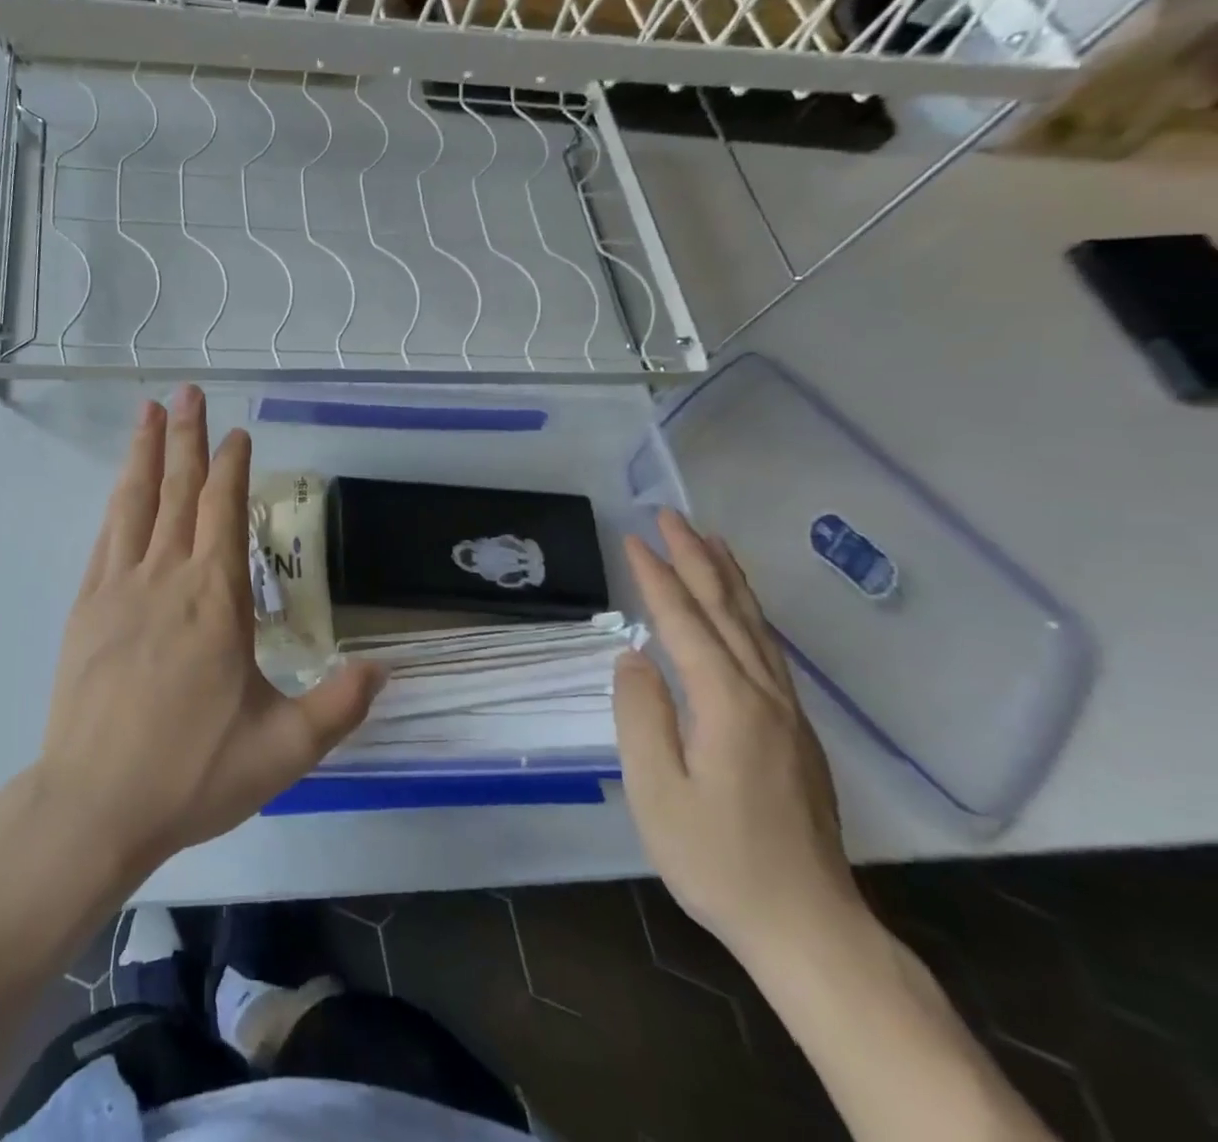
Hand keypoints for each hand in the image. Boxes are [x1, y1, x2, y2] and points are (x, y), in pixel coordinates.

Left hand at [35, 386, 382, 871]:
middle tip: (188, 392)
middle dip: (186, 438)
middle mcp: (167, 579)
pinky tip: (121, 487)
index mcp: (216, 601)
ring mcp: (119, 589)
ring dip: (145, 454)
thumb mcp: (284, 750)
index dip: (230, 467)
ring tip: (148, 412)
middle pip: (179, 492)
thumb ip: (339, 706)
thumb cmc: (192, 774)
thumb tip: (385, 668)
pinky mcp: (86, 608)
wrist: (95, 805)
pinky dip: (117, 503)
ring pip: (136, 504)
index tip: (236, 434)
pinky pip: (105, 539)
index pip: (225, 511)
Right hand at [614, 508, 866, 970]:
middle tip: (670, 515)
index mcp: (727, 705)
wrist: (808, 926)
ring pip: (755, 627)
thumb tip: (634, 657)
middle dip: (696, 558)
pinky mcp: (795, 732)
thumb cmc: (718, 860)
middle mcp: (764, 696)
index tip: (633, 538)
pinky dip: (748, 613)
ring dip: (729, 578)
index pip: (685, 624)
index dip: (657, 578)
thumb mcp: (657, 791)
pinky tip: (739, 610)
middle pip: (728, 611)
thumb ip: (641, 714)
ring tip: (710, 540)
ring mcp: (787, 713)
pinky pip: (767, 651)